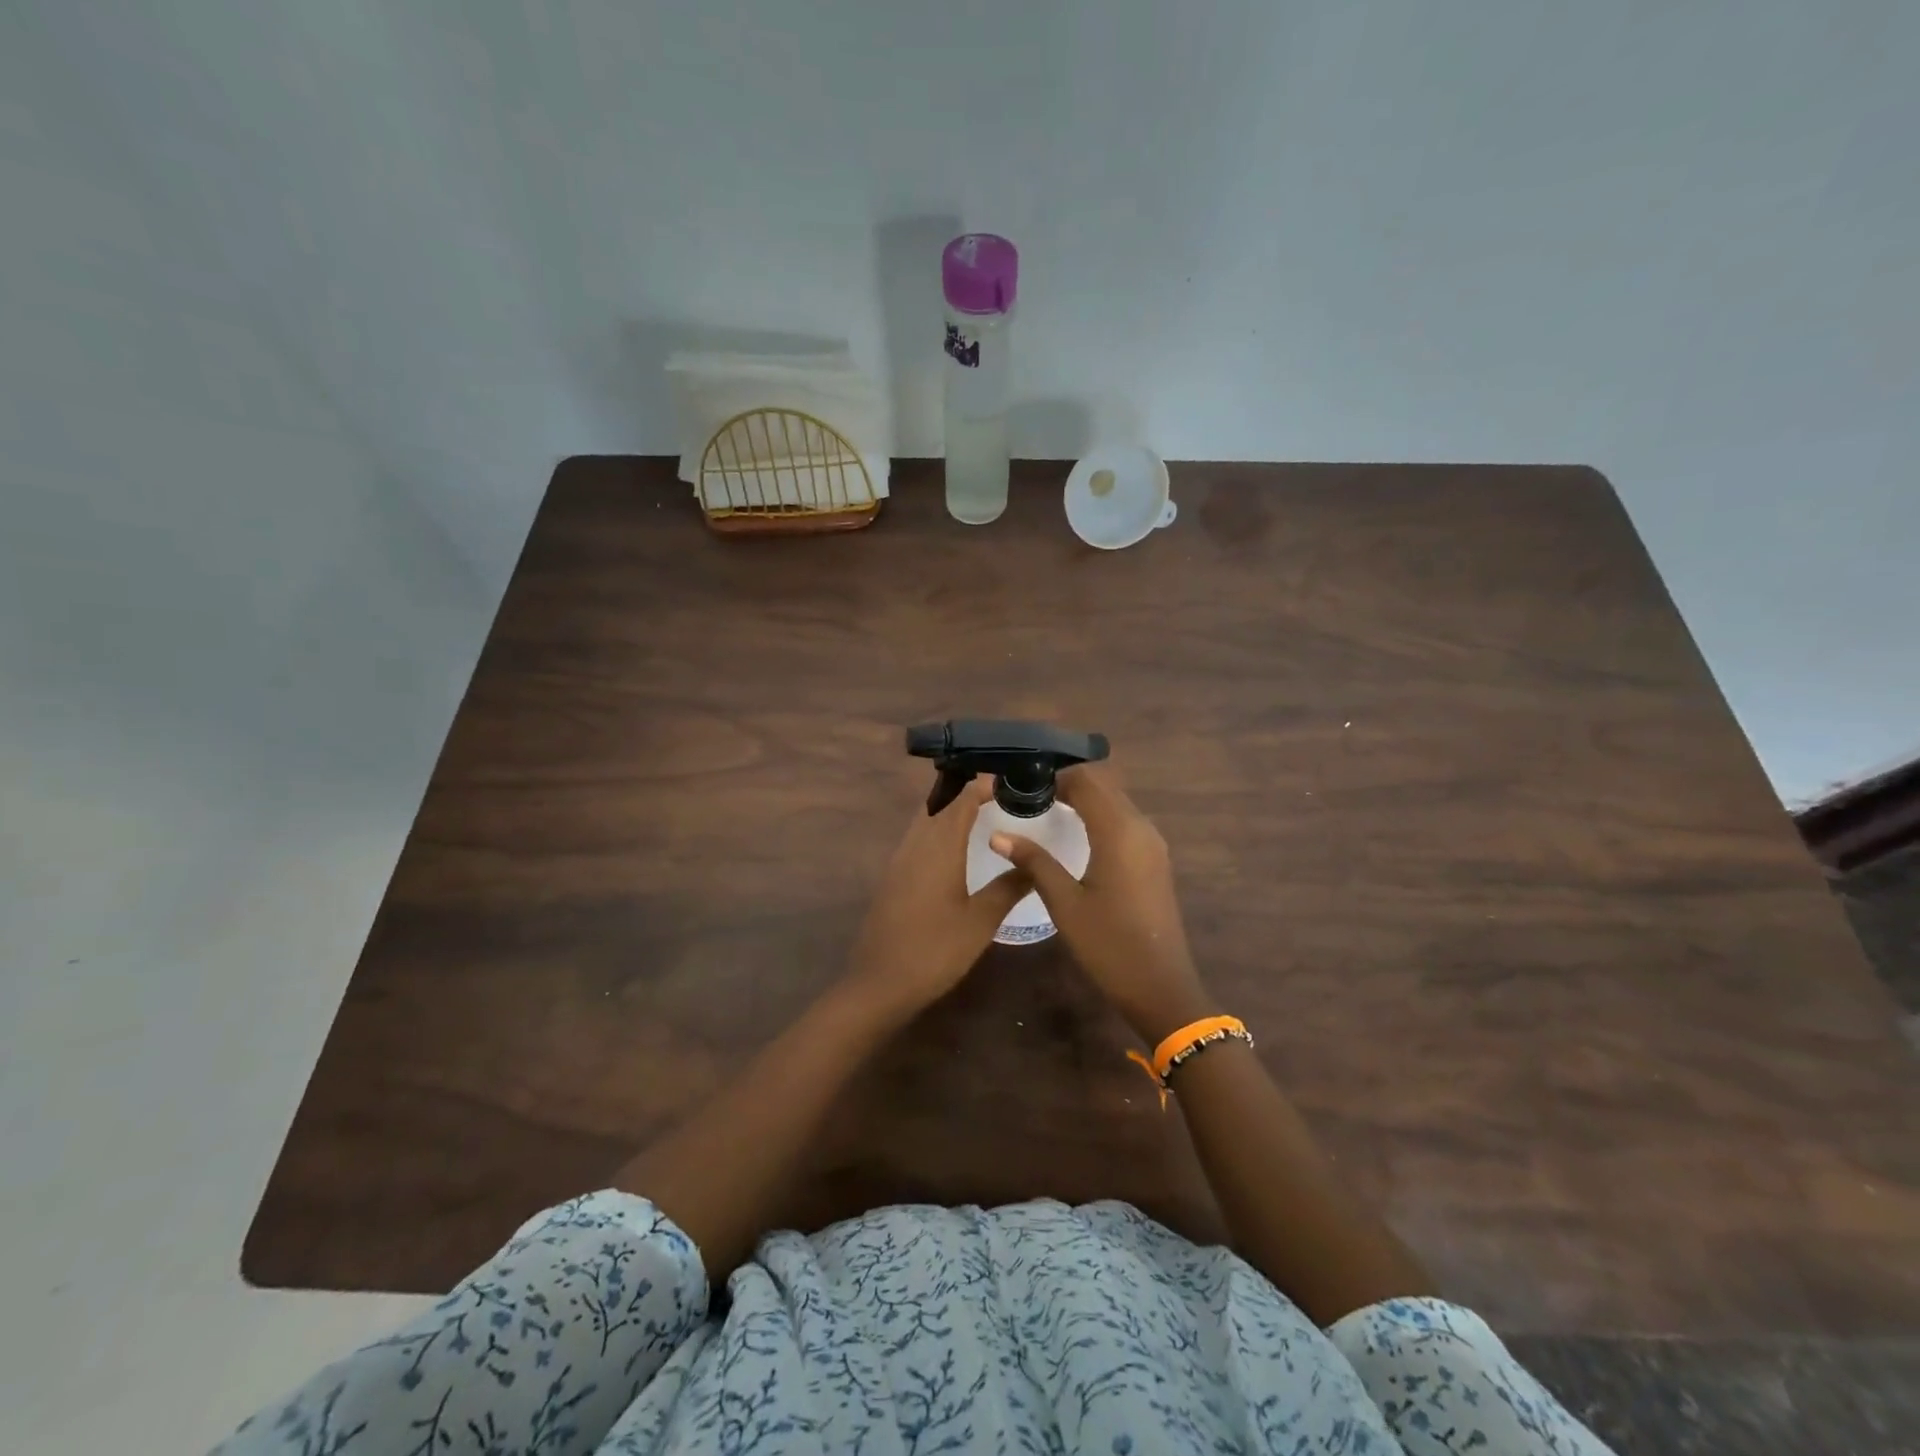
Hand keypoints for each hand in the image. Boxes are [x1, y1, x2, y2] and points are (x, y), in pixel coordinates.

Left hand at [845, 778, 1030, 1016]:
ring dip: (950, 810)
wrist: (880, 983)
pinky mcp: (893, 877)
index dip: (983, 785)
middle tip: (1001, 794)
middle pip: (939, 803)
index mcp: (939, 846)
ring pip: (925, 819)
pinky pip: (918, 837)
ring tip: (984, 814)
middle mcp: (916, 843)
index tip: (1010, 780)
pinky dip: (938, 829)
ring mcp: (900, 859)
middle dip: (966, 792)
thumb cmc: (935, 950)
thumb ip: (1008, 887)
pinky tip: (956, 848)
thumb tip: (1033, 863)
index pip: (961, 799)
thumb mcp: (980, 921)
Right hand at [990, 766, 1212, 1042]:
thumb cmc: (1108, 944)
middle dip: (1068, 782)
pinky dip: (1100, 815)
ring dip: (1085, 797)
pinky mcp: (1155, 859)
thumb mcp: (1064, 902)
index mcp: (1119, 830)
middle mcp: (1141, 826)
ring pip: (1116, 801)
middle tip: (1029, 794)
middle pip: (1104, 785)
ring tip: (1047, 808)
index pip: (1086, 780)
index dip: (1054, 776)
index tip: (1022, 784)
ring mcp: (1153, 843)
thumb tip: (998, 834)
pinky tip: (1076, 832)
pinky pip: (1125, 820)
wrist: (1160, 986)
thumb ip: (1034, 861)